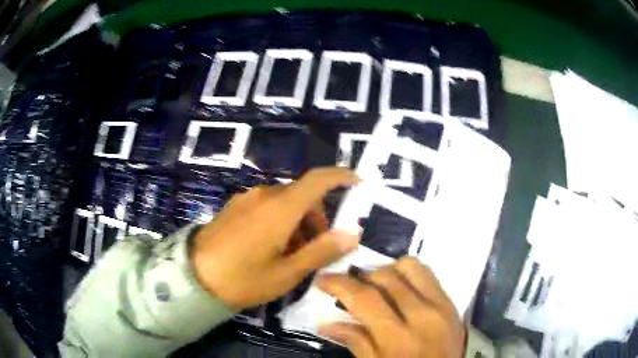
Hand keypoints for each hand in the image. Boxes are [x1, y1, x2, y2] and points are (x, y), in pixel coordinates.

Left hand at [192, 167, 360, 310]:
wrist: (193, 277)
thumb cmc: (243, 278)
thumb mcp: (287, 272)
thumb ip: (322, 250)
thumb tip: (354, 232)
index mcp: (280, 207)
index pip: (318, 179)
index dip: (341, 176)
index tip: (359, 182)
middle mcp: (264, 195)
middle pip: (302, 194)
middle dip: (318, 216)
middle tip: (319, 246)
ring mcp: (246, 199)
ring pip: (284, 201)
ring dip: (298, 220)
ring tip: (293, 252)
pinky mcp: (235, 206)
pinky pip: (267, 205)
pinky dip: (280, 219)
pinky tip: (271, 246)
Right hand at [317, 257, 464, 357]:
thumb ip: (356, 342)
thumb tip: (326, 322)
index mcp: (399, 338)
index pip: (365, 299)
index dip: (339, 284)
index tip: (322, 279)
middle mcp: (423, 315)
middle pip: (386, 277)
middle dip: (361, 276)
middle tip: (349, 286)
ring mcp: (442, 305)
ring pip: (411, 267)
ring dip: (387, 270)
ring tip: (376, 285)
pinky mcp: (452, 302)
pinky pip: (428, 274)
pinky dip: (409, 274)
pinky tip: (400, 288)